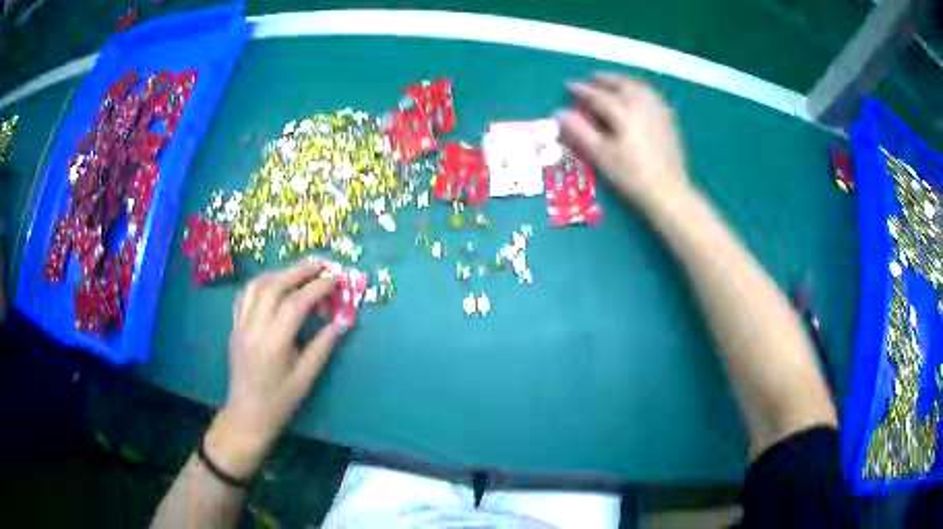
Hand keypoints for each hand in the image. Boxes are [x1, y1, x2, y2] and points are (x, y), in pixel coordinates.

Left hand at [205, 259, 339, 478]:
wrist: (247, 415)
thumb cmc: (280, 401)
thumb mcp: (306, 377)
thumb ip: (323, 345)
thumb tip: (344, 320)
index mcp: (274, 342)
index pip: (296, 303)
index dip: (318, 288)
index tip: (336, 280)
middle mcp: (254, 327)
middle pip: (274, 286)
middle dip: (299, 271)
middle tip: (321, 265)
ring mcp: (240, 325)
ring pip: (256, 286)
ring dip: (279, 273)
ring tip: (299, 272)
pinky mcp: (234, 327)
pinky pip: (244, 296)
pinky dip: (260, 284)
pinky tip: (273, 285)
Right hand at [558, 73, 688, 209]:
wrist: (668, 192)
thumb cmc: (631, 175)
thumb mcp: (601, 155)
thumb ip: (579, 131)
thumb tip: (559, 113)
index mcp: (623, 111)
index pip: (597, 95)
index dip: (581, 90)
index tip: (568, 86)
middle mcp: (641, 104)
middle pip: (620, 84)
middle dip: (603, 80)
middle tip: (590, 79)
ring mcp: (658, 110)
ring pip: (637, 86)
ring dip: (622, 81)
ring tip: (611, 82)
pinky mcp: (668, 119)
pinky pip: (650, 94)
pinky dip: (638, 89)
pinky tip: (636, 94)